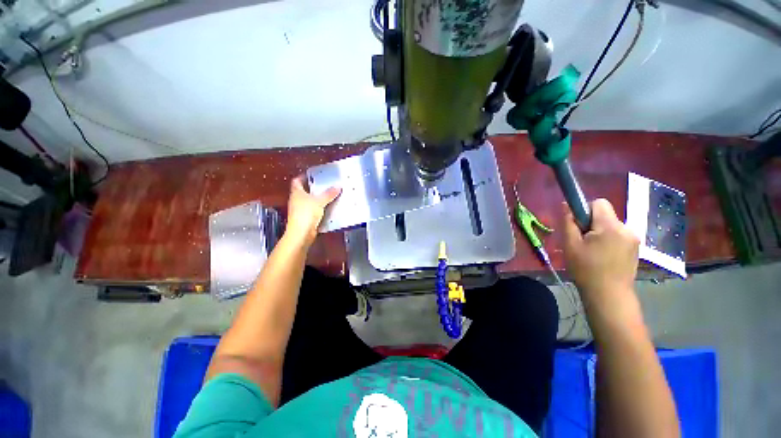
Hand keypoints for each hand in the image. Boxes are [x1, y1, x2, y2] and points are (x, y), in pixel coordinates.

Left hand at [284, 176, 340, 246]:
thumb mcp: (319, 201)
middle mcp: (296, 200)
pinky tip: (329, 208)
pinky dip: (320, 209)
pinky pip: (314, 211)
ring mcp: (300, 210)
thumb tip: (337, 187)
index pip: (297, 181)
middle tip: (325, 185)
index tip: (314, 175)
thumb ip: (329, 194)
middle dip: (314, 188)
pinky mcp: (305, 219)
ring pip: (310, 201)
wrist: (301, 234)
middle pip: (304, 191)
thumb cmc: (306, 214)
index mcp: (297, 193)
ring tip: (330, 195)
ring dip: (318, 199)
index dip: (304, 177)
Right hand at [562, 199, 639, 315]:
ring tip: (592, 252)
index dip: (585, 210)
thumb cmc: (586, 269)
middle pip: (605, 215)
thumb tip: (566, 205)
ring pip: (611, 226)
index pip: (599, 203)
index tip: (578, 226)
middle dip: (592, 224)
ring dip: (600, 233)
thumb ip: (568, 222)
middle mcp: (627, 228)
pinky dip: (609, 240)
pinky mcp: (636, 248)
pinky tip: (603, 256)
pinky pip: (618, 235)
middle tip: (582, 242)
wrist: (609, 295)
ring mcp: (634, 239)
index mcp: (610, 226)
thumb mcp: (570, 245)